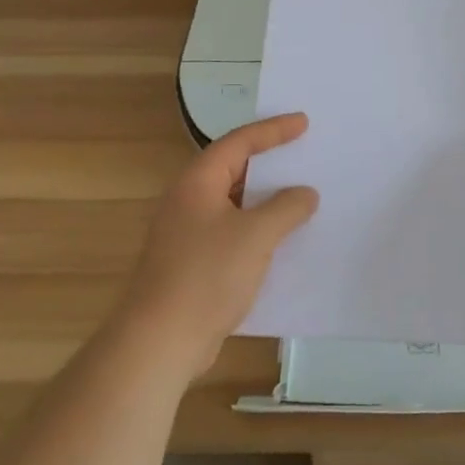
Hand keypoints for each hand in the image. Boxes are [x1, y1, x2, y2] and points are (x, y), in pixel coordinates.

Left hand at [116, 113, 318, 379]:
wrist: (159, 342)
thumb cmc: (206, 276)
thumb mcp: (256, 235)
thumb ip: (286, 208)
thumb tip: (305, 193)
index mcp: (198, 181)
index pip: (239, 142)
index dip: (273, 130)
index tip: (304, 122)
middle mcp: (189, 200)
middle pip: (234, 168)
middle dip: (269, 162)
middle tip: (303, 153)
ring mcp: (187, 233)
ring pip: (234, 203)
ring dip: (265, 199)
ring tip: (301, 194)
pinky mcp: (192, 263)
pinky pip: (232, 232)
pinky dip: (257, 228)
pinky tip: (282, 240)